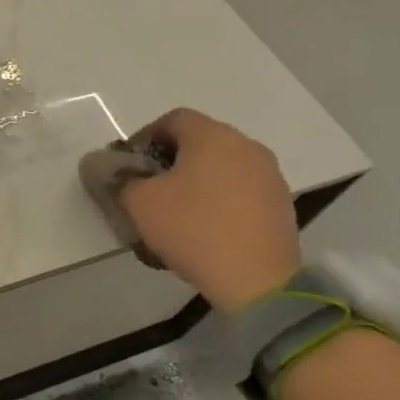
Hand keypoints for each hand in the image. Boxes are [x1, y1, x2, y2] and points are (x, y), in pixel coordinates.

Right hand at [117, 109, 300, 314]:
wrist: (255, 280)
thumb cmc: (193, 228)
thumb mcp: (140, 203)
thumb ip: (123, 180)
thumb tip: (119, 174)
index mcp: (213, 136)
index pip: (173, 119)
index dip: (145, 137)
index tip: (129, 165)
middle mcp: (246, 146)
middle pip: (199, 141)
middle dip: (169, 160)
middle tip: (148, 188)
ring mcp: (269, 175)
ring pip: (221, 166)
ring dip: (195, 181)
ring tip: (175, 212)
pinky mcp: (280, 204)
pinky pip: (239, 190)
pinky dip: (218, 199)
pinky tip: (204, 228)